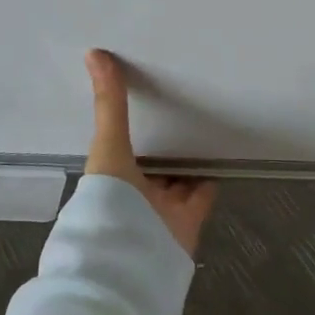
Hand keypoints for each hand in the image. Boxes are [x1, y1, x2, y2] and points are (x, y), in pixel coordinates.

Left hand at [84, 49, 216, 256]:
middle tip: (180, 111)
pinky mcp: (187, 222)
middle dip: (161, 146)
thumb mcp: (108, 146)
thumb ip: (109, 104)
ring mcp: (160, 210)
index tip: (143, 102)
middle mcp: (133, 195)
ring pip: (175, 180)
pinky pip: (201, 195)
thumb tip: (94, 52)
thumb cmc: (109, 202)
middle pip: (149, 166)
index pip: (120, 149)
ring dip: (185, 162)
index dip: (130, 129)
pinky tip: (220, 157)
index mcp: (109, 178)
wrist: (130, 262)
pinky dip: (210, 179)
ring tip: (203, 129)